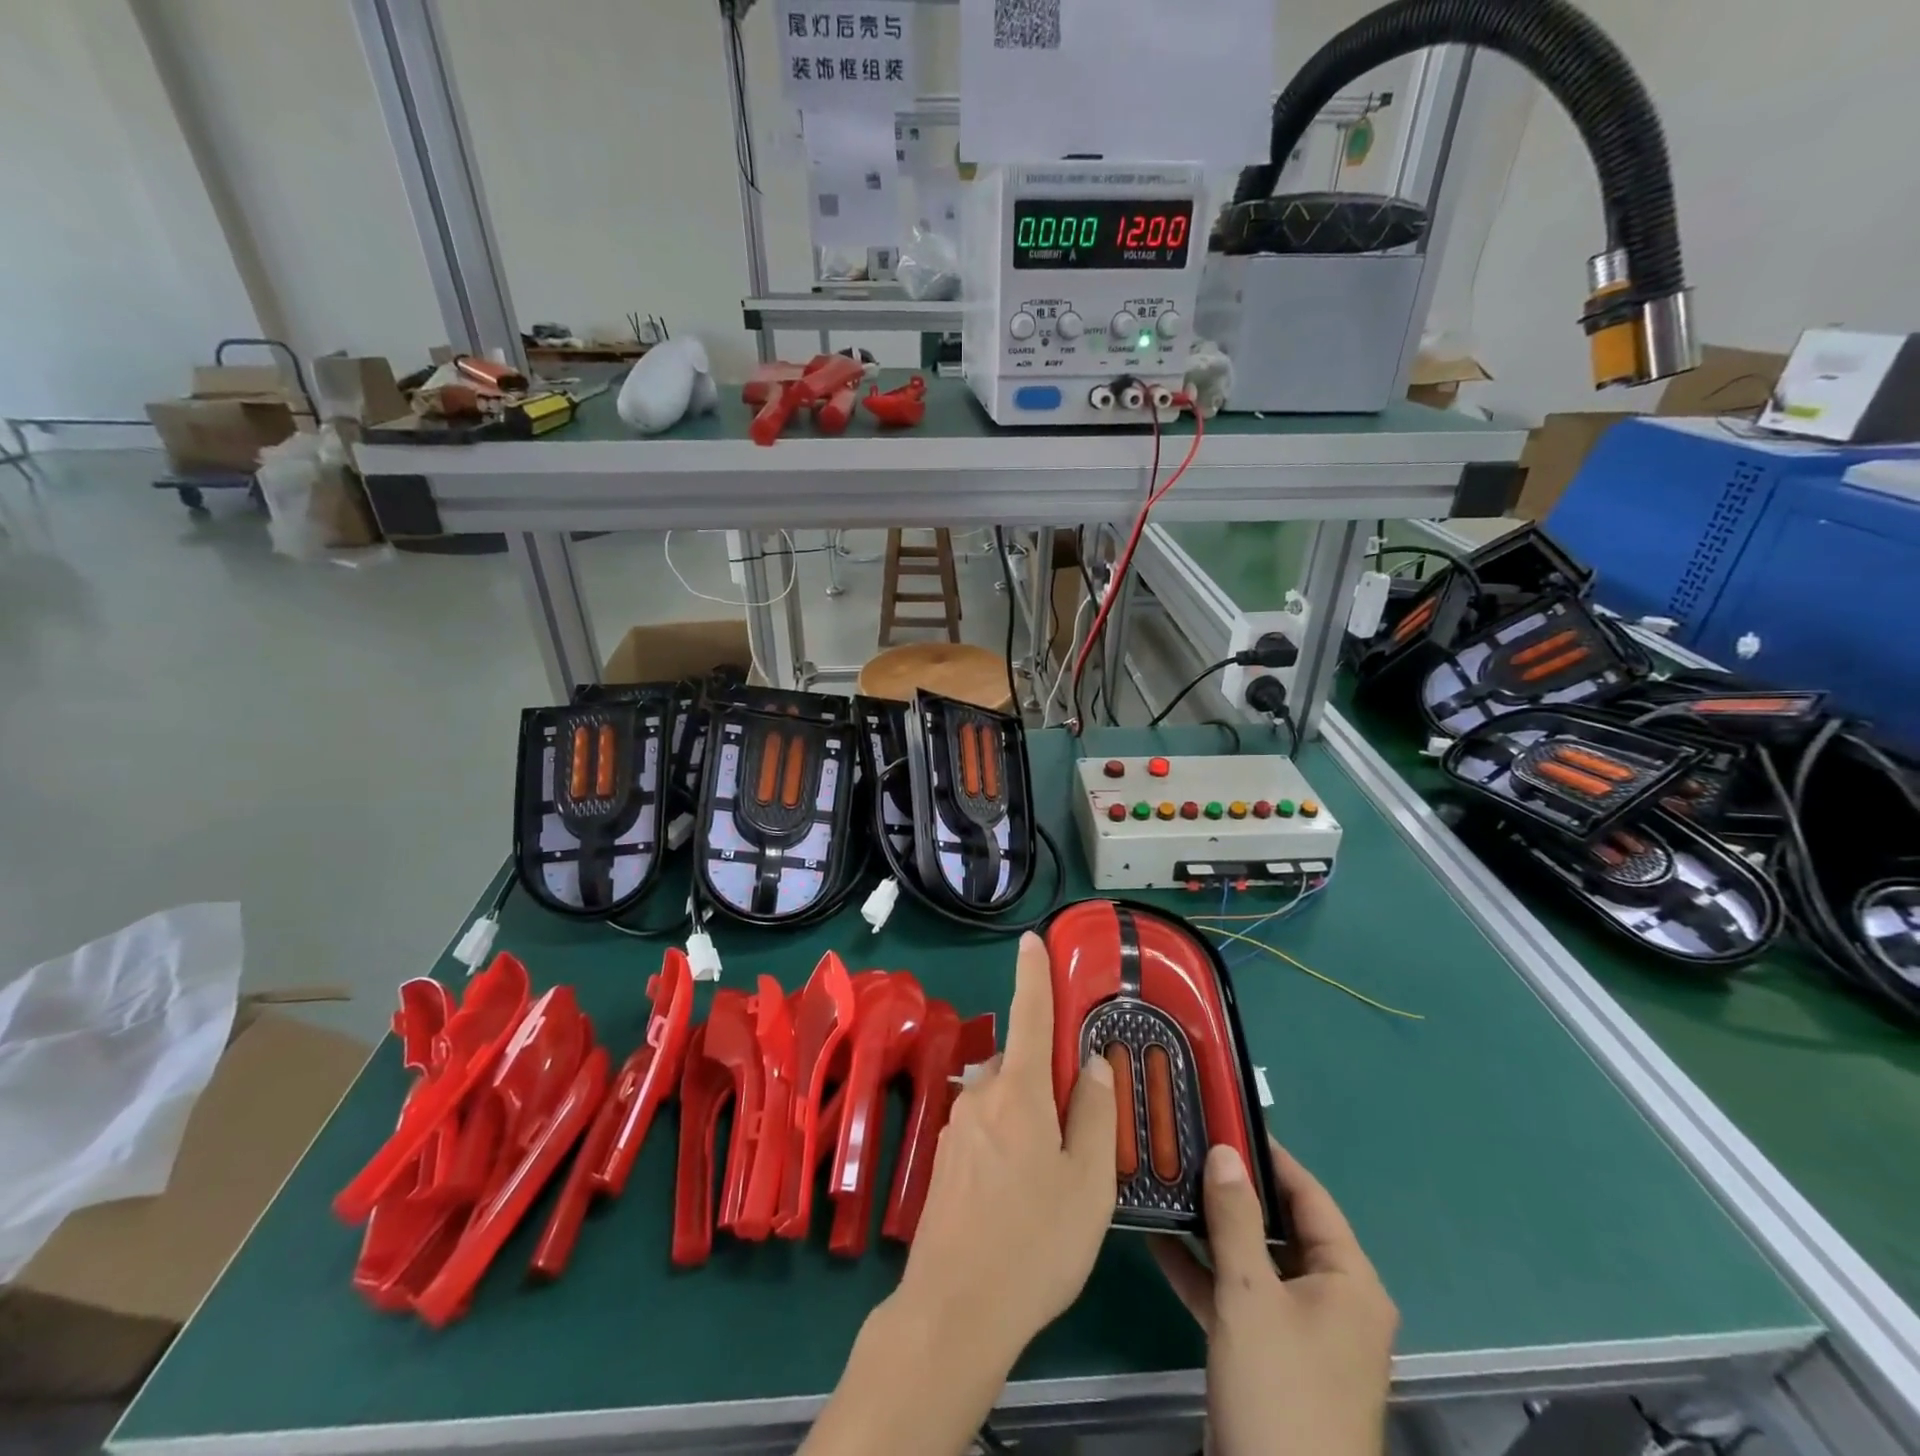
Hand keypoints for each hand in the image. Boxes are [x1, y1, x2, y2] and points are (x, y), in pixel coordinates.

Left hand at [894, 930, 1118, 1365]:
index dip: (1032, 974)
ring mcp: (957, 1129)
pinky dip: (1009, 1142)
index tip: (1030, 939)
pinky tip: (1021, 1197)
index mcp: (1018, 1092)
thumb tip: (1094, 1065)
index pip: (1030, 1015)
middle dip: (1049, 1082)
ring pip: (1004, 1102)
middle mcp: (981, 1097)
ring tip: (1054, 1178)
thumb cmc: (1034, 1244)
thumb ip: (1095, 1117)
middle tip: (1079, 1132)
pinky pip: (987, 1131)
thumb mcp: (1087, 1184)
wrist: (954, 1310)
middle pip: (1022, 1067)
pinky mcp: (945, 1162)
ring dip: (1029, 1118)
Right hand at [1152, 1139, 1396, 1455]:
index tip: (1223, 1117)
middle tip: (1185, 1145)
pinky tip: (1157, 1240)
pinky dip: (1203, 1272)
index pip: (1308, 1195)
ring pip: (1253, 1261)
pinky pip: (1237, 1298)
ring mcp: (1299, 1332)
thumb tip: (1224, 1151)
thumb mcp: (1251, 1296)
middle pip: (1279, 1226)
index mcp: (1348, 1282)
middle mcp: (1331, 1300)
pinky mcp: (1269, 1358)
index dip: (1268, 1154)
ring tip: (1166, 1181)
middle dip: (1231, 1189)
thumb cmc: (1280, 1394)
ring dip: (1212, 1228)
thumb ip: (1235, 1219)